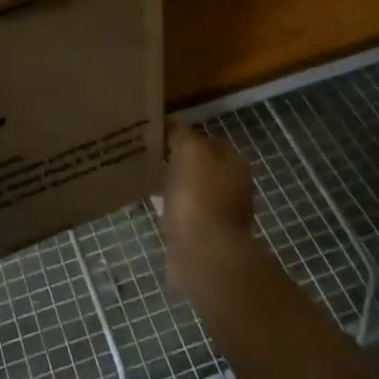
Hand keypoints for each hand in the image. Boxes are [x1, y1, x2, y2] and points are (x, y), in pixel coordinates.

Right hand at [161, 123, 258, 293]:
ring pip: (189, 187)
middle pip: (198, 163)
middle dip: (175, 159)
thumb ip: (180, 133)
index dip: (180, 134)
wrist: (204, 254)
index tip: (153, 135)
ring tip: (144, 177)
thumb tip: (171, 124)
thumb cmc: (199, 195)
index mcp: (234, 161)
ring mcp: (220, 211)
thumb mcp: (189, 150)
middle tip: (146, 155)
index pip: (205, 138)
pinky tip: (150, 202)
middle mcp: (233, 184)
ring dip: (171, 183)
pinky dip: (169, 205)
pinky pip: (183, 210)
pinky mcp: (204, 233)